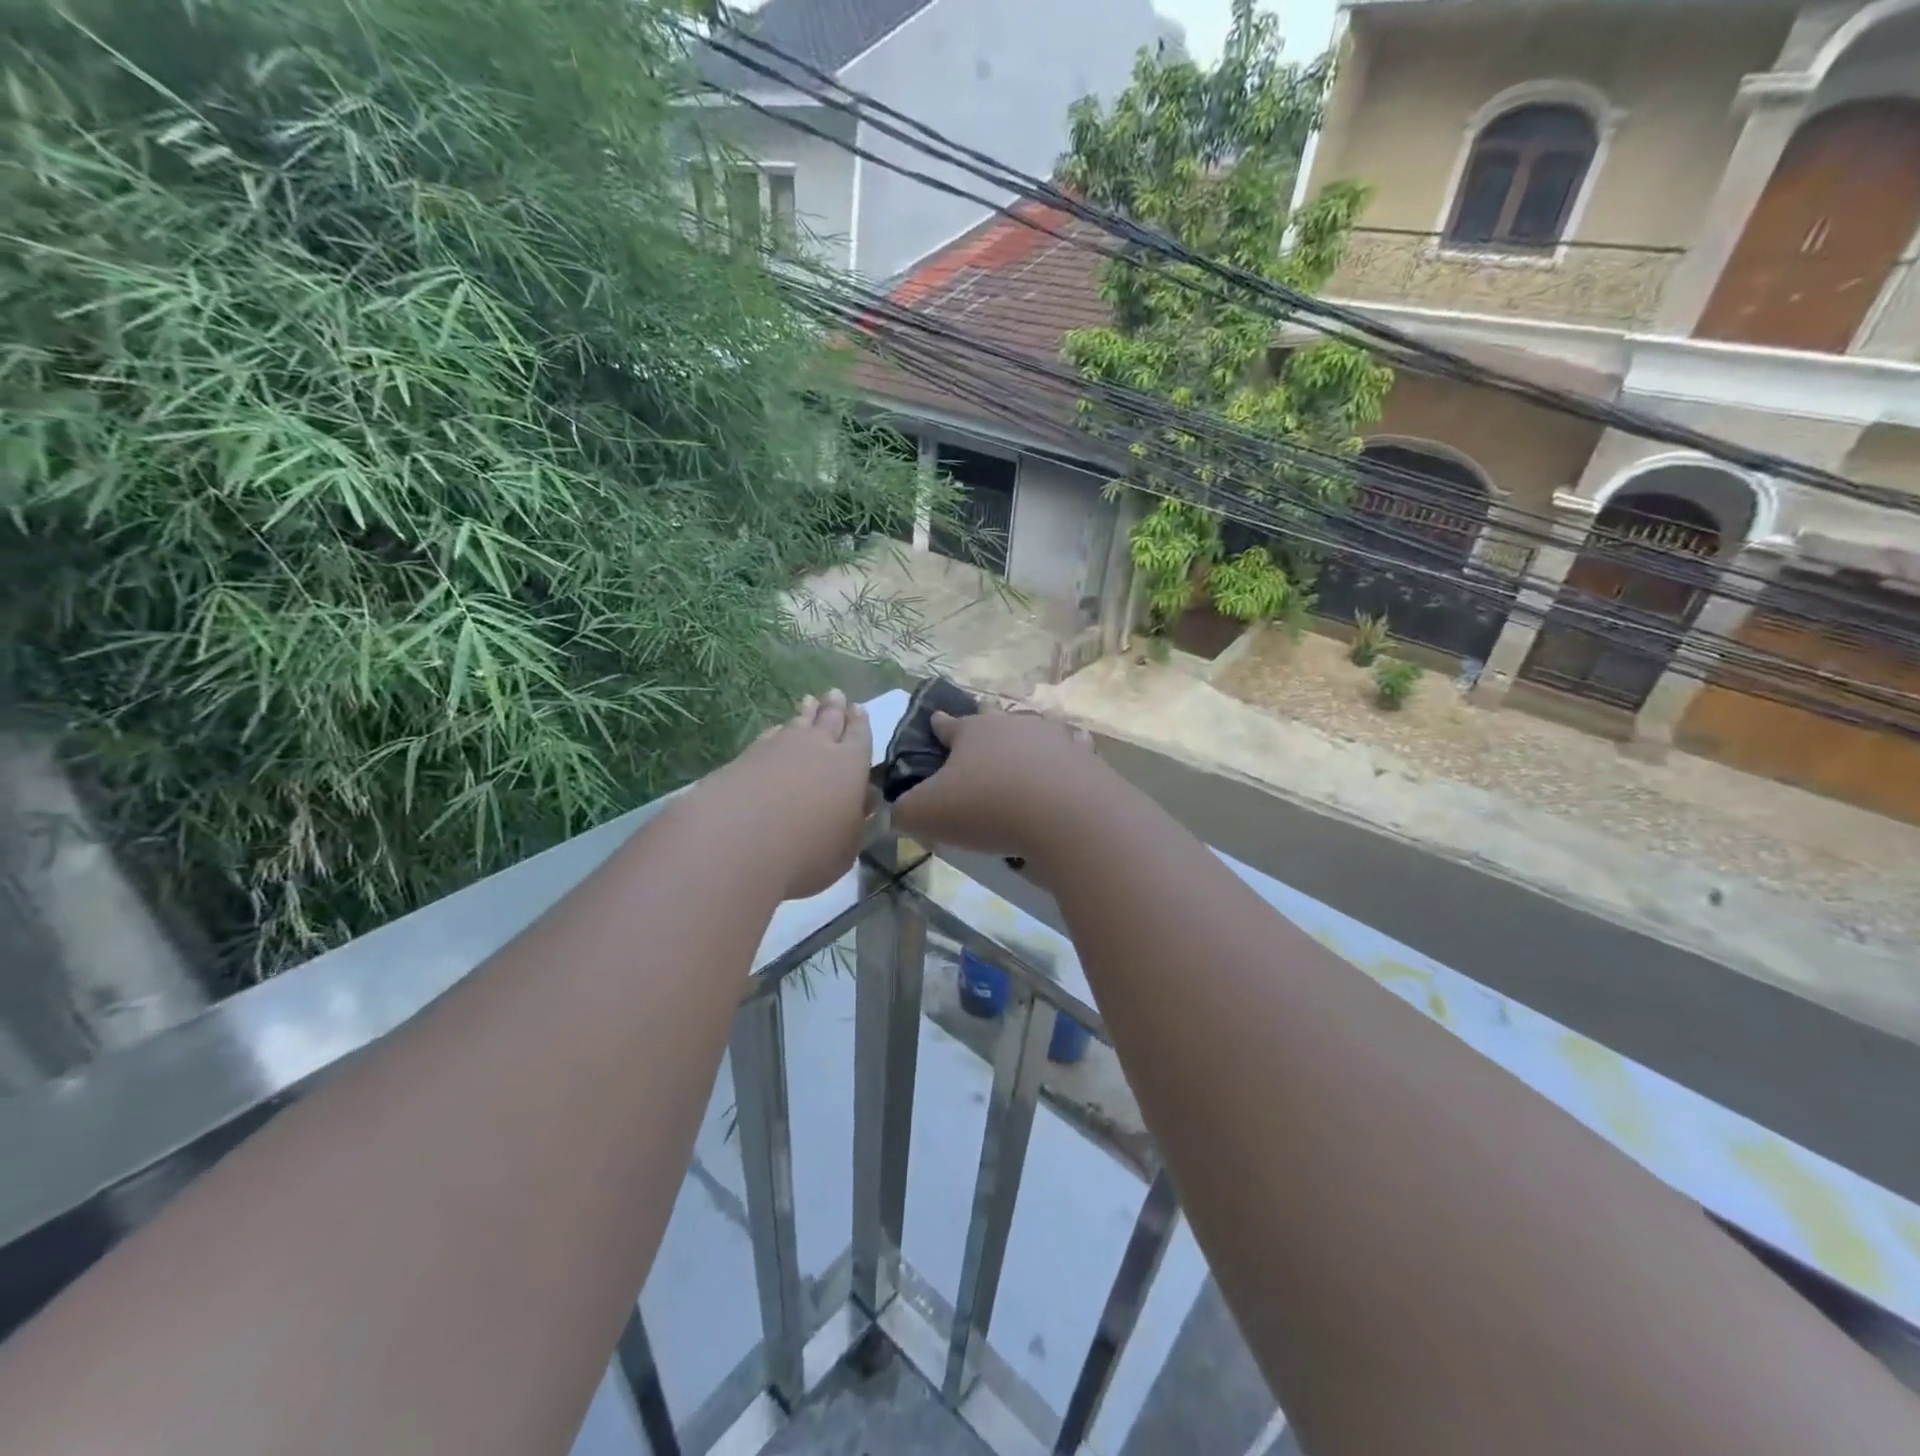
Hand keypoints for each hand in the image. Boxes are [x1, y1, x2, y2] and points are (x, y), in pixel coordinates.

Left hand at [702, 691, 872, 900]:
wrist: (738, 842)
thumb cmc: (808, 852)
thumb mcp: (847, 846)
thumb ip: (856, 821)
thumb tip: (862, 800)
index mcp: (849, 765)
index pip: (859, 736)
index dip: (860, 723)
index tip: (858, 709)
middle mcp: (817, 747)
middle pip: (828, 720)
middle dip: (834, 708)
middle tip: (835, 694)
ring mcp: (778, 748)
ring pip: (797, 724)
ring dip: (805, 714)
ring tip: (809, 702)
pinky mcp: (745, 757)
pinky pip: (769, 736)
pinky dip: (776, 732)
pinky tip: (775, 733)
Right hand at [892, 706, 1103, 864]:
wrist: (1066, 816)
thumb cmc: (988, 808)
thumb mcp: (928, 815)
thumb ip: (906, 811)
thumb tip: (899, 812)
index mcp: (972, 733)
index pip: (949, 724)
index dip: (939, 724)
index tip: (935, 719)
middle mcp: (1012, 726)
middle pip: (993, 715)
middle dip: (984, 718)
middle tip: (981, 723)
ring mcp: (1053, 739)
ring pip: (1036, 727)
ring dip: (1027, 735)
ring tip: (1025, 744)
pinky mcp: (1085, 759)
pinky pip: (1074, 750)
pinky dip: (1067, 755)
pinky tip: (1067, 761)